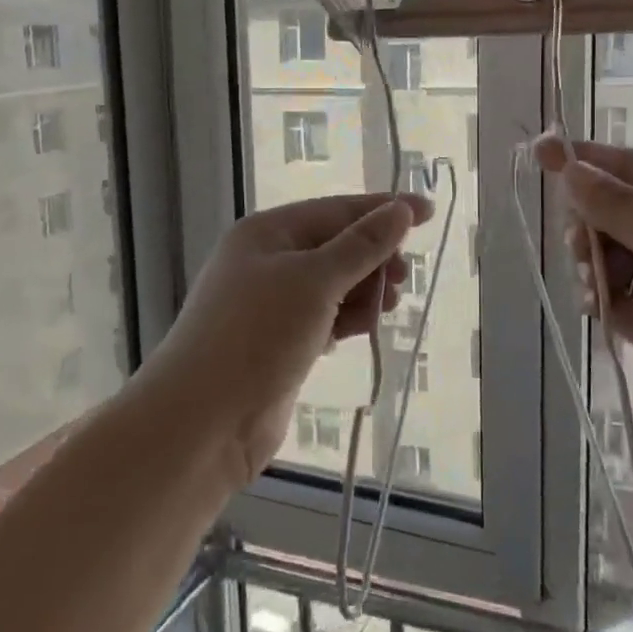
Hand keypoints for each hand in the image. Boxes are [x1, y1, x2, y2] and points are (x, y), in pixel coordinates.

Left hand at [154, 192, 432, 487]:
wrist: (203, 422)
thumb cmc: (258, 336)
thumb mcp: (315, 281)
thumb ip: (362, 245)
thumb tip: (401, 209)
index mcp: (268, 232)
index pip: (337, 209)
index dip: (384, 209)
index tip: (429, 212)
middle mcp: (267, 261)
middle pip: (336, 246)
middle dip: (373, 258)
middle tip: (401, 281)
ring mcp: (271, 304)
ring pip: (333, 284)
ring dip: (363, 291)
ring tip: (383, 310)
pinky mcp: (279, 342)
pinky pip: (324, 316)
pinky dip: (347, 318)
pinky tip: (362, 330)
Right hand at [537, 137, 632, 482]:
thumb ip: (625, 211)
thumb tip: (570, 169)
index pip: (632, 168)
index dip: (587, 158)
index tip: (540, 152)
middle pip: (612, 209)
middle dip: (586, 218)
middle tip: (578, 243)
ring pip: (605, 252)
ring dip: (588, 260)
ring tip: (593, 284)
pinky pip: (609, 295)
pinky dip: (595, 295)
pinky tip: (595, 306)